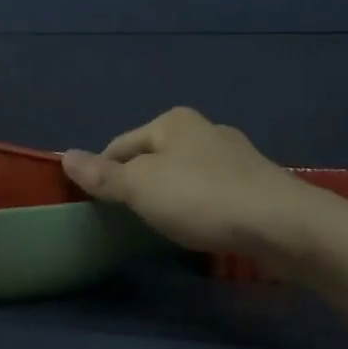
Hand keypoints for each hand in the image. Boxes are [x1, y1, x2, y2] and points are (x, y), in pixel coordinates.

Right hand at [61, 107, 332, 260]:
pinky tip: (201, 227)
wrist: (283, 224)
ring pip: (184, 174)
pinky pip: (212, 190)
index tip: (97, 207)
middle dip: (139, 185)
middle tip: (130, 220)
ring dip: (171, 196)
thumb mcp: (141, 187)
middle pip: (153, 157)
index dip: (103, 173)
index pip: (120, 145)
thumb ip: (103, 175)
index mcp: (173, 121)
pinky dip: (199, 206)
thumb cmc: (202, 199)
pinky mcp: (255, 182)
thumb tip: (65, 155)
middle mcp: (204, 128)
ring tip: (164, 226)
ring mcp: (234, 154)